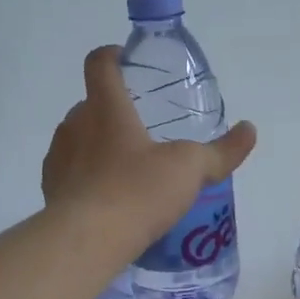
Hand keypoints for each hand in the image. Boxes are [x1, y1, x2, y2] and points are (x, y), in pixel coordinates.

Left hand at [43, 46, 257, 254]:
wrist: (85, 242)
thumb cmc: (137, 192)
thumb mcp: (189, 169)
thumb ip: (221, 151)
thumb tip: (249, 130)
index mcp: (106, 108)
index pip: (100, 63)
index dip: (113, 55)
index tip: (128, 62)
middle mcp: (75, 124)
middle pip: (92, 104)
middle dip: (116, 111)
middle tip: (145, 131)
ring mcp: (58, 157)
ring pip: (79, 139)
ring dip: (100, 145)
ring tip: (129, 171)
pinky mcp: (50, 189)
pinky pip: (70, 172)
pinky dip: (88, 177)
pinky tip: (110, 200)